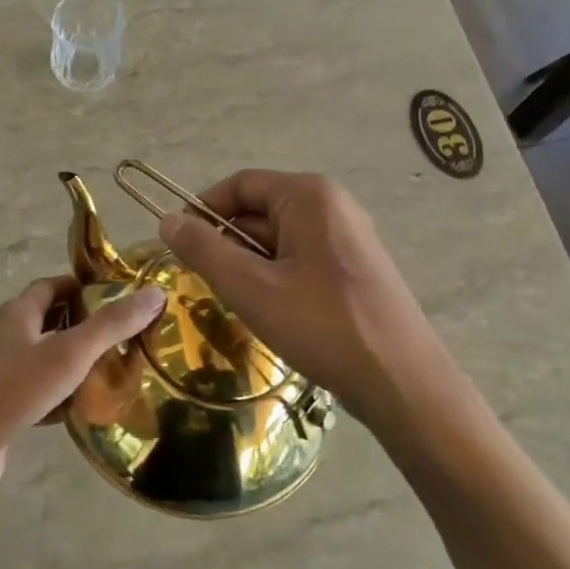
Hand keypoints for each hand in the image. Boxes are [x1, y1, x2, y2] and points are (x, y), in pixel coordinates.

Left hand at [0, 277, 164, 508]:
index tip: (121, 298)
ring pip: (45, 360)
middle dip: (86, 327)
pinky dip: (61, 398)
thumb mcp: (70, 352)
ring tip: (115, 375)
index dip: (85, 286)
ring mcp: (0, 373)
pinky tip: (84, 412)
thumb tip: (155, 293)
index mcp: (18, 312)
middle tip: (126, 339)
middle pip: (50, 322)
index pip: (53, 285)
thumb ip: (112, 324)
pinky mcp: (0, 407)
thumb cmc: (13, 388)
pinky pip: (38, 394)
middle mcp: (6, 336)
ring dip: (75, 365)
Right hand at [157, 170, 449, 436]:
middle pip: (259, 211)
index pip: (239, 185)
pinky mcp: (356, 267)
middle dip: (228, 244)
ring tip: (241, 305)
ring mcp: (349, 237)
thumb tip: (167, 220)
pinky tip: (275, 314)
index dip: (202, 210)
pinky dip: (278, 278)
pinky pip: (302, 258)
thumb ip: (204, 250)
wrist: (403, 383)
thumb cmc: (322, 325)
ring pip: (279, 239)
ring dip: (251, 266)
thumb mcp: (251, 288)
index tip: (177, 245)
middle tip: (207, 285)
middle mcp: (332, 205)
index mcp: (308, 195)